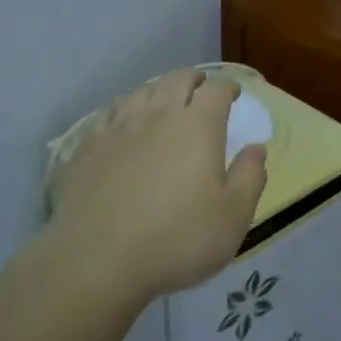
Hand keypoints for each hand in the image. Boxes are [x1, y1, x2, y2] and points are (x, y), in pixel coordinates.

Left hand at [45, 69, 267, 305]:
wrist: (96, 261)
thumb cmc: (177, 240)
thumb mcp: (233, 216)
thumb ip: (250, 177)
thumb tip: (256, 148)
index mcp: (197, 127)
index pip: (215, 91)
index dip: (227, 88)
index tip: (232, 95)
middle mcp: (156, 115)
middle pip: (176, 80)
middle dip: (192, 79)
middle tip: (200, 87)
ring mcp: (116, 129)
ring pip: (139, 92)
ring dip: (157, 90)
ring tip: (162, 101)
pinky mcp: (84, 148)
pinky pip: (106, 114)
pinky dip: (122, 110)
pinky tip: (121, 123)